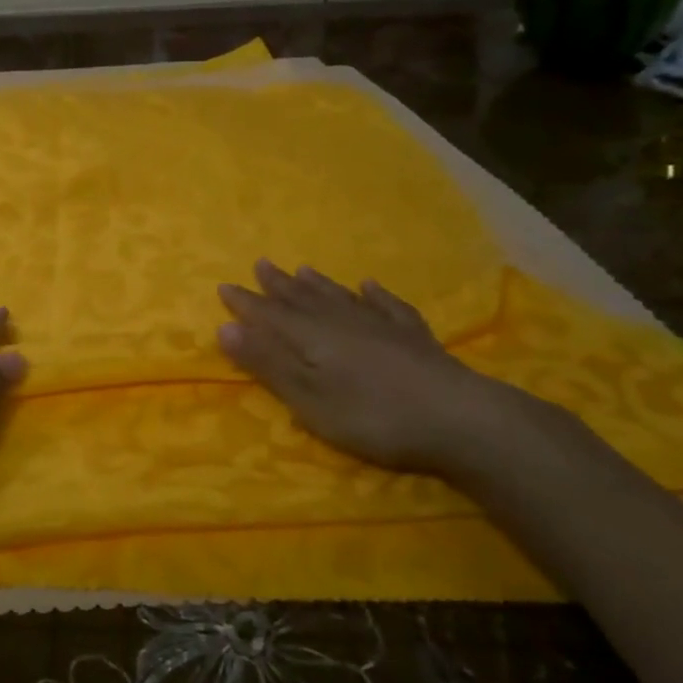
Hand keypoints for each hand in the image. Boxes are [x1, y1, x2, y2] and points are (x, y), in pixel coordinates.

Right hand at [217, 260, 560, 477]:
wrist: (459, 418)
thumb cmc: (373, 416)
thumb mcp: (309, 399)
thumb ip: (268, 364)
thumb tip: (224, 328)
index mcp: (311, 337)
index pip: (269, 315)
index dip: (246, 303)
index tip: (224, 285)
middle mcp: (341, 321)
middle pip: (302, 299)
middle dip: (278, 285)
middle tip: (260, 264)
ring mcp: (380, 325)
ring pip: (340, 297)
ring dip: (318, 284)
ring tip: (302, 269)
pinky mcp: (413, 336)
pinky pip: (387, 305)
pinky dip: (375, 294)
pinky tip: (369, 285)